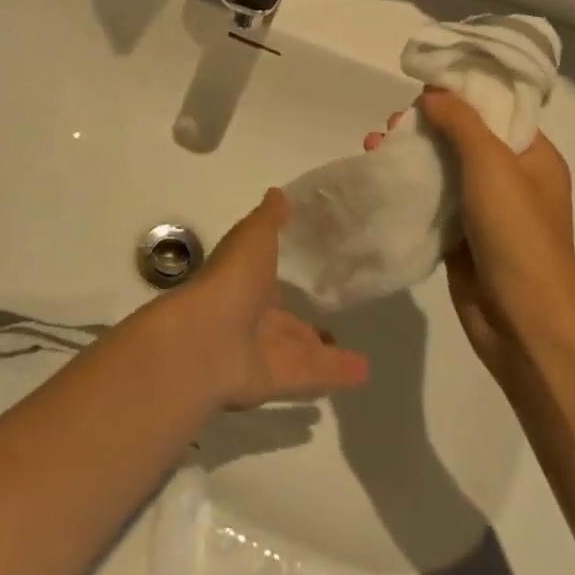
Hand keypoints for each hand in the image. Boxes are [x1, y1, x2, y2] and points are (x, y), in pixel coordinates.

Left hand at [164, 189, 368, 410]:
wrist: (208, 339)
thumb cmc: (231, 280)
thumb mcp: (253, 237)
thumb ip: (269, 219)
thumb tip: (279, 192)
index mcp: (245, 283)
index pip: (269, 282)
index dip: (287, 280)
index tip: (313, 276)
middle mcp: (253, 319)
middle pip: (286, 324)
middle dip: (306, 325)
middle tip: (337, 323)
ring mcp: (265, 353)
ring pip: (301, 353)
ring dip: (328, 354)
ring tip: (363, 355)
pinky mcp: (279, 381)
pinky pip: (313, 375)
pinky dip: (338, 373)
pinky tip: (365, 372)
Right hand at [366, 90, 574, 385]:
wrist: (524, 322)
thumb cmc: (518, 235)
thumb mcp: (493, 165)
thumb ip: (462, 123)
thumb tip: (433, 92)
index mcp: (534, 156)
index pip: (497, 110)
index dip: (462, 95)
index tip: (422, 86)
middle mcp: (512, 179)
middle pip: (465, 138)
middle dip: (427, 125)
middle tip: (393, 121)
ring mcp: (485, 210)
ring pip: (444, 169)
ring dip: (412, 154)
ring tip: (375, 144)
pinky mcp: (461, 237)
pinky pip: (432, 201)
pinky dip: (408, 187)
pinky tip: (380, 175)